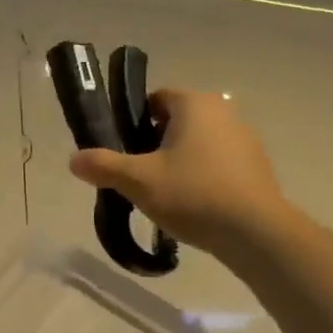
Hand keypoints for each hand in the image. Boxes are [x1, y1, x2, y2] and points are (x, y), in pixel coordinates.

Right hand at [69, 89, 292, 256]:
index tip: (124, 149)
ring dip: (181, 161)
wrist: (256, 233)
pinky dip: (204, 177)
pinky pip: (220, 163)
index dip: (135, 121)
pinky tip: (195, 206)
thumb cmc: (193, 194)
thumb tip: (74, 160)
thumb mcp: (138, 181)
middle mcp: (223, 112)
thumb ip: (103, 166)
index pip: (156, 99)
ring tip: (166, 194)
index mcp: (194, 104)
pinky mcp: (258, 167)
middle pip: (177, 121)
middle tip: (140, 174)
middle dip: (156, 144)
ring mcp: (245, 139)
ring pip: (199, 143)